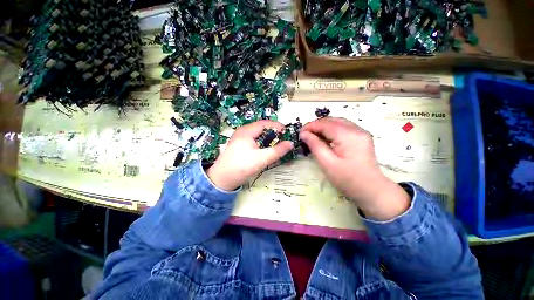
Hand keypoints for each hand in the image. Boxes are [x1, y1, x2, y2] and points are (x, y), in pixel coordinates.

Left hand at [207, 120, 293, 190]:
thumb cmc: (242, 167)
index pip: (265, 123)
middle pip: (261, 128)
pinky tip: (265, 151)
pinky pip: (252, 140)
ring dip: (267, 138)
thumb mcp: (262, 159)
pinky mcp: (237, 147)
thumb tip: (291, 143)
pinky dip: (261, 143)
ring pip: (256, 135)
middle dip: (273, 132)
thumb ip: (278, 151)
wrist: (222, 179)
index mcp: (247, 131)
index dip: (278, 126)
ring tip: (277, 145)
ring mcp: (238, 139)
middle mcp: (242, 131)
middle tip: (284, 139)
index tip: (288, 132)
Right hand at [299, 117, 409, 219]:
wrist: (371, 189)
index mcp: (348, 135)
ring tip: (316, 137)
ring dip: (327, 127)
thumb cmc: (349, 180)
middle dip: (318, 125)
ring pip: (340, 123)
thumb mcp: (328, 165)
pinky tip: (330, 140)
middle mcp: (356, 129)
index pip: (325, 124)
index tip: (299, 134)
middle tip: (306, 136)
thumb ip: (315, 146)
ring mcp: (362, 132)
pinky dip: (336, 130)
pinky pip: (347, 128)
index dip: (311, 126)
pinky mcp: (364, 137)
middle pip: (333, 120)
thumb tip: (304, 134)